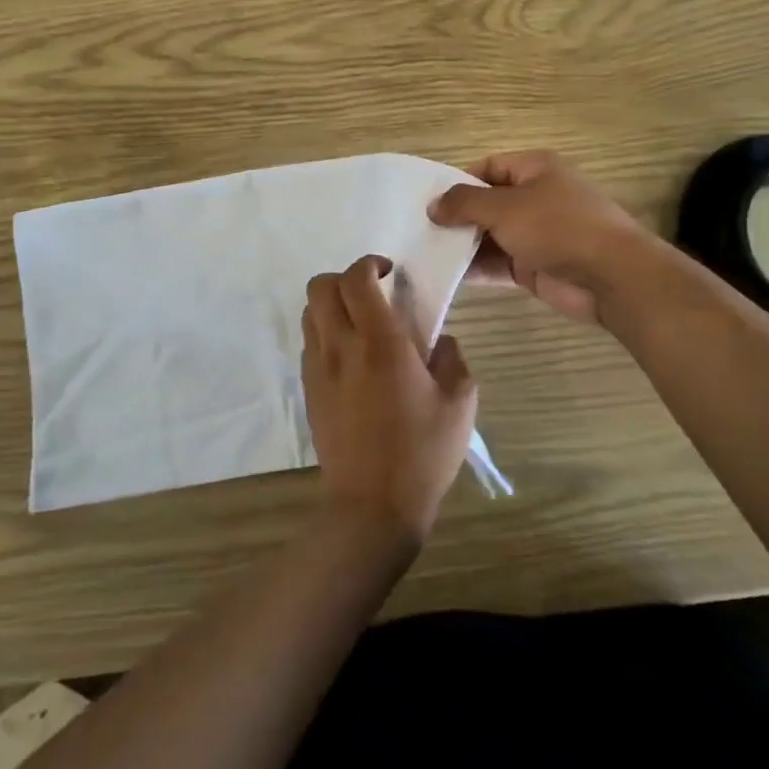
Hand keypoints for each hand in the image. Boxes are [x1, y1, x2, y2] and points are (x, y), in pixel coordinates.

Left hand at [302, 256, 477, 540]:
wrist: (372, 505)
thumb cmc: (422, 452)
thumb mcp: (460, 402)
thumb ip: (452, 358)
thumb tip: (439, 340)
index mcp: (380, 342)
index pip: (356, 279)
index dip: (370, 263)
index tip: (389, 272)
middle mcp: (341, 347)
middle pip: (320, 286)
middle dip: (344, 278)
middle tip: (372, 293)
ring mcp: (318, 369)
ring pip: (309, 312)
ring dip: (332, 305)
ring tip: (360, 323)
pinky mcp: (308, 391)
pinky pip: (309, 343)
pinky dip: (326, 334)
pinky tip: (351, 358)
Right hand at [429, 151, 656, 324]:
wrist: (611, 276)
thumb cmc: (558, 227)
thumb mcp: (505, 207)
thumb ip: (464, 204)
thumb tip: (433, 205)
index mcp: (534, 169)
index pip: (486, 168)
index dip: (456, 182)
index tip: (426, 201)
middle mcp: (534, 197)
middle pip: (486, 203)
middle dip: (456, 217)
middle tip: (417, 230)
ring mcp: (535, 233)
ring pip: (490, 235)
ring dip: (462, 245)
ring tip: (423, 253)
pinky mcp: (534, 265)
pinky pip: (498, 263)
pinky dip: (476, 268)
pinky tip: (446, 274)